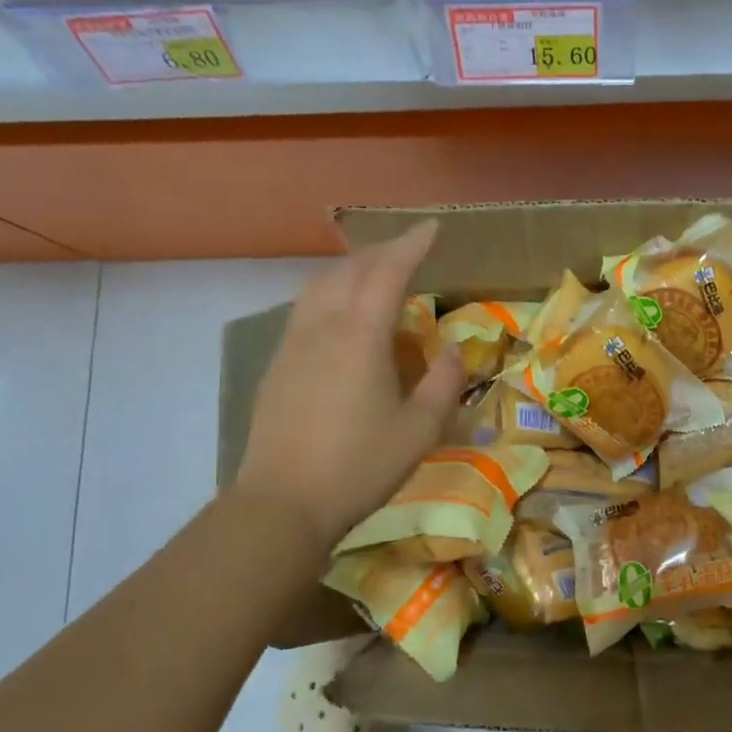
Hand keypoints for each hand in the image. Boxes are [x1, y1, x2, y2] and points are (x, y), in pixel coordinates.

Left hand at [235, 221, 464, 548]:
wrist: (282, 503)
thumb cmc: (359, 466)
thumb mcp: (420, 430)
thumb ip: (442, 384)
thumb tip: (454, 352)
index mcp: (361, 336)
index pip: (388, 272)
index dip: (412, 245)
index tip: (432, 227)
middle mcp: (323, 327)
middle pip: (350, 270)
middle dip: (382, 252)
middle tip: (409, 249)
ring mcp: (293, 344)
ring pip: (320, 285)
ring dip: (351, 268)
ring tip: (374, 273)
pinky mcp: (277, 365)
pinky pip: (305, 309)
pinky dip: (330, 293)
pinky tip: (340, 315)